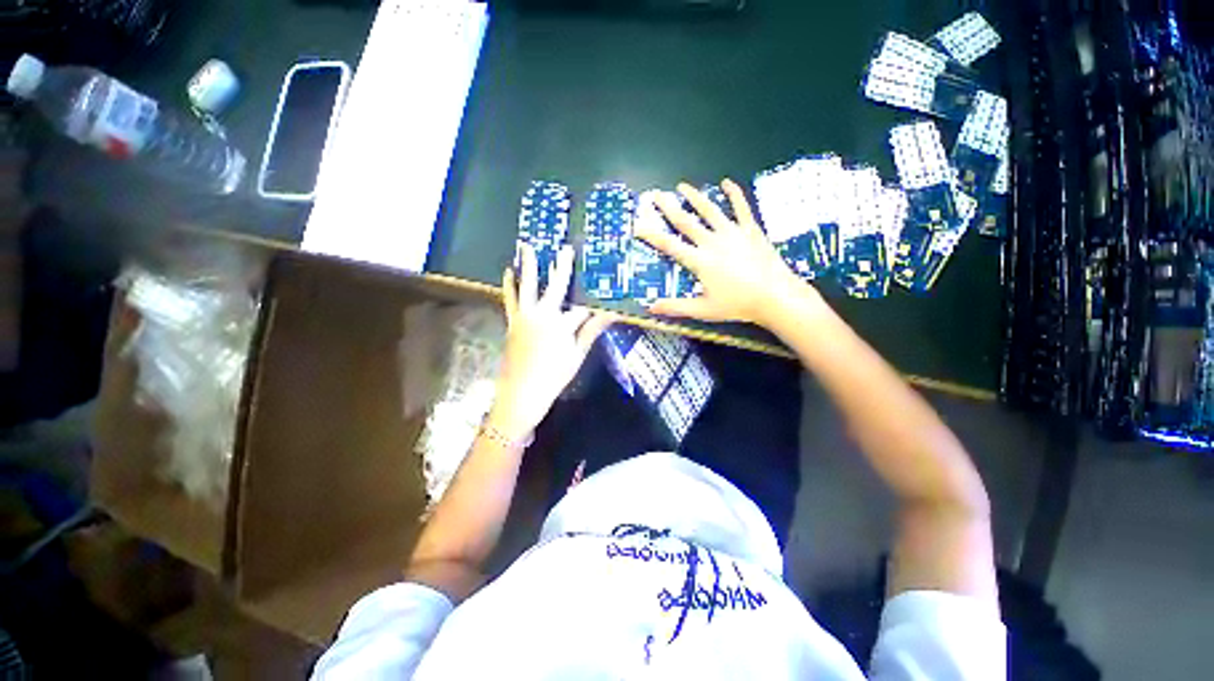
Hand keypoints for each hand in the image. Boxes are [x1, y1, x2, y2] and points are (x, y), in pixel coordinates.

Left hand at [488, 243, 611, 440]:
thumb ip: (591, 332)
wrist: (520, 394)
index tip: (602, 299)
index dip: (593, 308)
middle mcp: (542, 314)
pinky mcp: (512, 322)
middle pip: (556, 286)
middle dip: (563, 267)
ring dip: (529, 266)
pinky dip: (509, 285)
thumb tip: (610, 316)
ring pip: (528, 286)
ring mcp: (525, 316)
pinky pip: (510, 299)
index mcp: (561, 324)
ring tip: (527, 246)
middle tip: (565, 249)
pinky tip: (508, 272)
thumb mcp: (577, 356)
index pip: (582, 310)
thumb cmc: (553, 377)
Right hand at [634, 179, 817, 327]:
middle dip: (669, 207)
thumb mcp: (703, 310)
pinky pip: (741, 207)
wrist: (775, 296)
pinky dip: (733, 194)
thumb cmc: (737, 305)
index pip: (669, 245)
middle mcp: (712, 241)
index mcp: (699, 260)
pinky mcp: (750, 229)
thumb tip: (650, 307)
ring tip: (682, 186)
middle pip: (686, 221)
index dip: (651, 235)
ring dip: (695, 197)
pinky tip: (727, 182)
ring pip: (709, 210)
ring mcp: (732, 232)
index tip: (637, 226)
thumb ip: (675, 307)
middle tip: (656, 195)